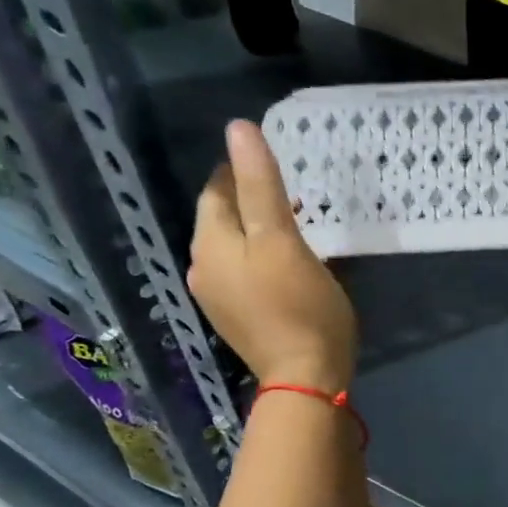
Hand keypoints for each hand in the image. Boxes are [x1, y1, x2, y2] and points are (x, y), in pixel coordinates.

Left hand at [189, 119, 356, 391]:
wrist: (305, 378)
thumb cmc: (300, 306)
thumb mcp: (283, 239)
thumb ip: (261, 184)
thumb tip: (238, 128)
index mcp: (209, 243)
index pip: (217, 189)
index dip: (243, 170)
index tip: (282, 165)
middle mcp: (202, 267)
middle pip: (223, 218)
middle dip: (251, 200)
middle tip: (294, 194)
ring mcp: (218, 297)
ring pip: (234, 246)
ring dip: (258, 230)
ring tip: (296, 226)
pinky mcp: (237, 318)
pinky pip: (244, 273)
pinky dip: (261, 259)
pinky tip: (287, 265)